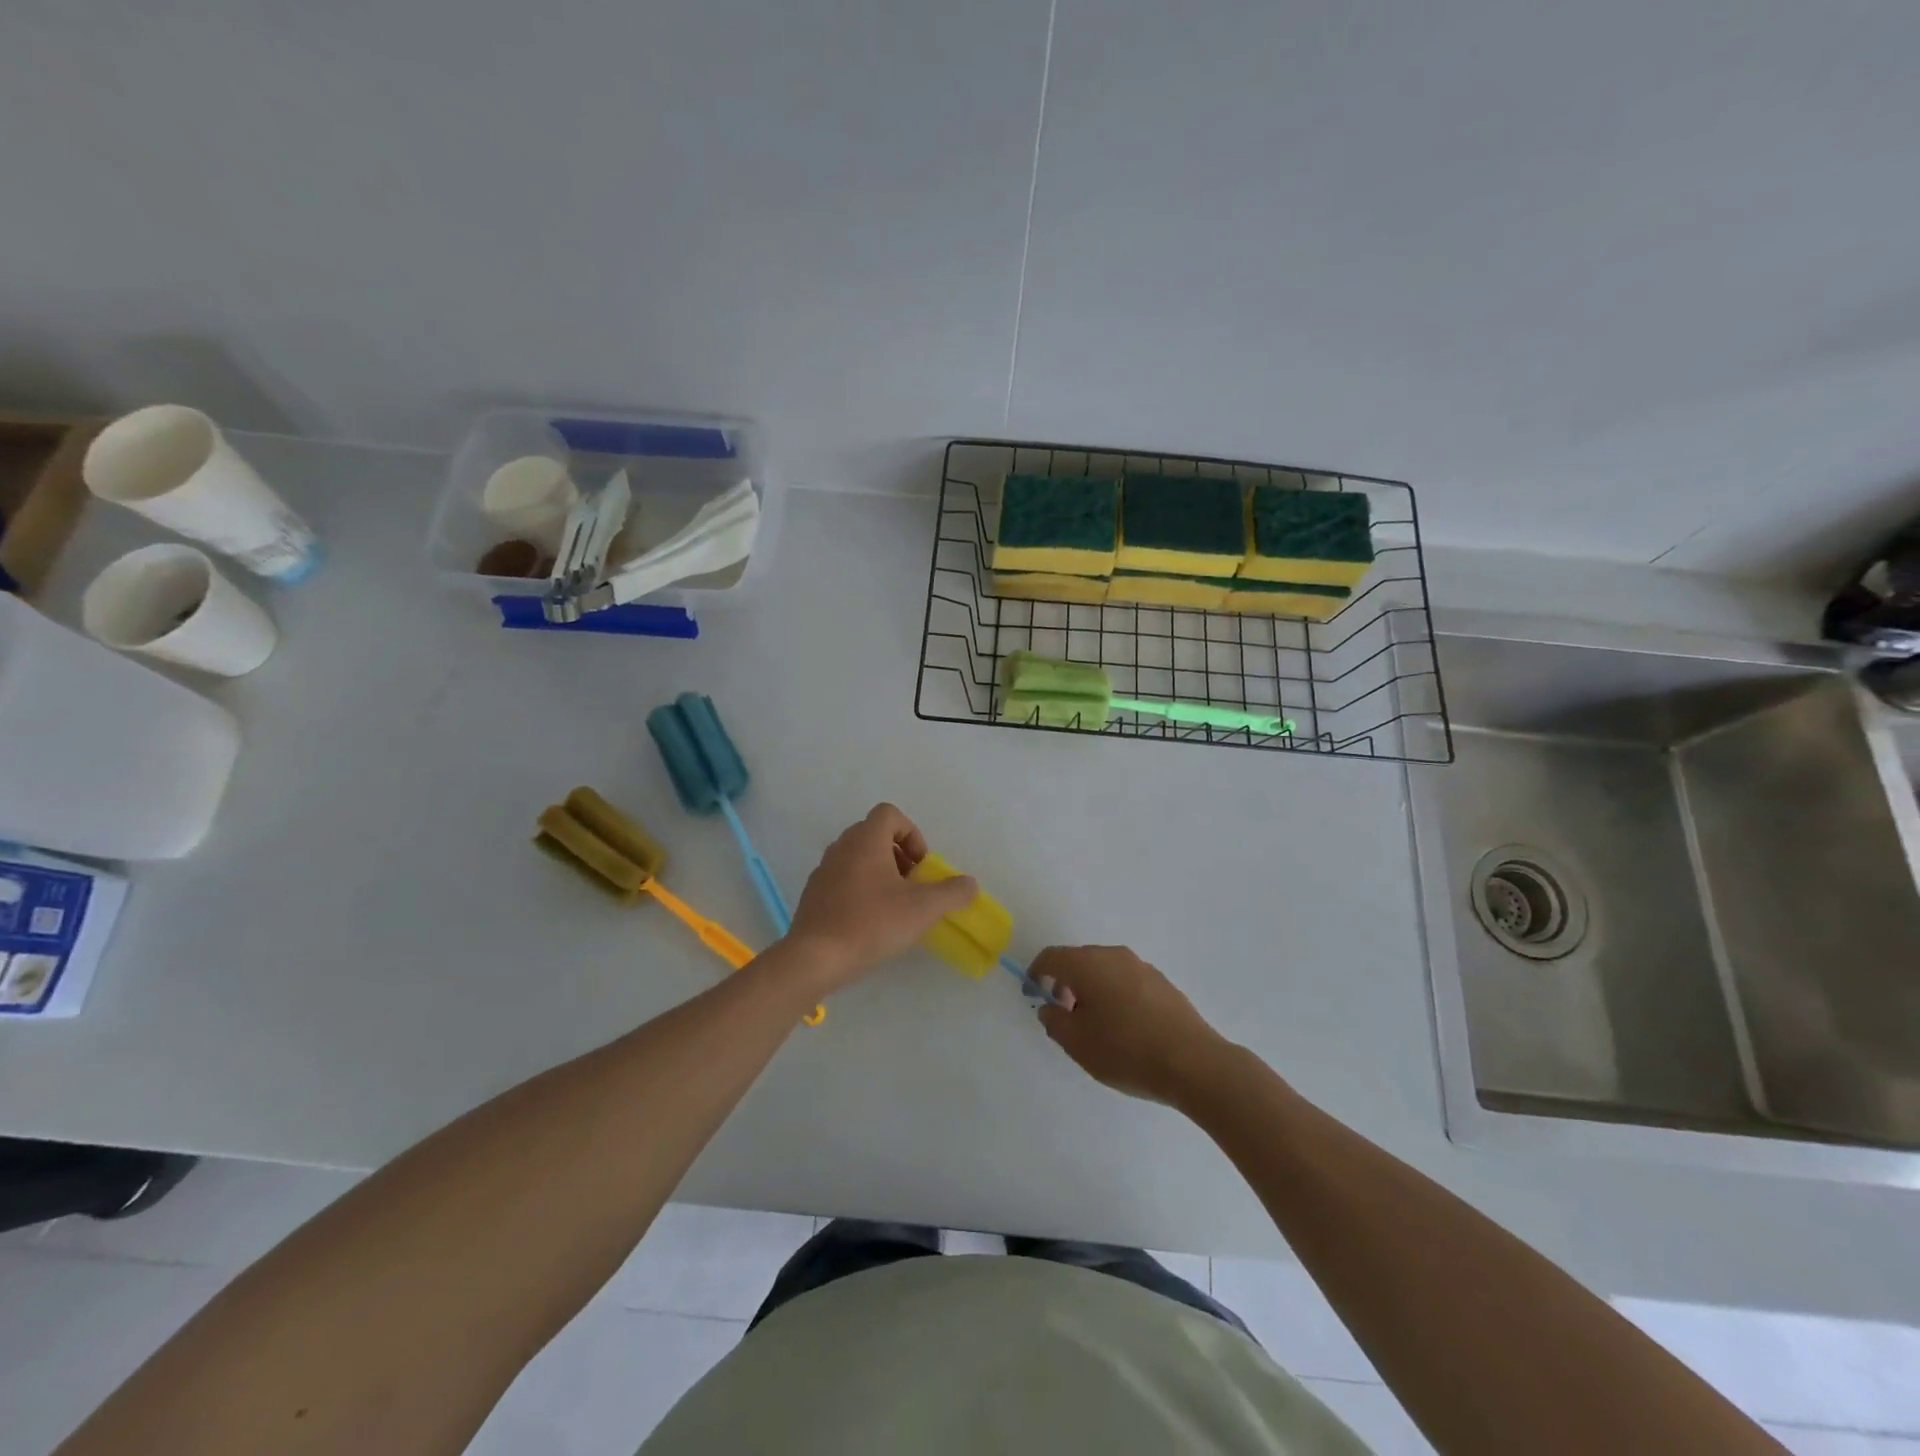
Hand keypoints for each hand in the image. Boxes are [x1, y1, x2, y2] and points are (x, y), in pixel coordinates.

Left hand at [785, 804, 977, 990]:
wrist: (815, 958)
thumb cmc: (872, 923)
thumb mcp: (923, 909)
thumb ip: (952, 892)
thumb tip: (970, 884)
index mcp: (865, 839)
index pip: (890, 814)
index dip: (912, 834)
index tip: (920, 866)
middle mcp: (841, 847)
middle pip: (874, 835)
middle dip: (899, 856)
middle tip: (912, 886)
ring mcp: (823, 870)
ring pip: (858, 858)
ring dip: (880, 874)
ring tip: (893, 906)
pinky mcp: (813, 895)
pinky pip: (842, 880)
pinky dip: (860, 890)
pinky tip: (869, 922)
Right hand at [1033, 946, 1228, 1104]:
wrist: (1194, 1063)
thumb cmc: (1127, 1051)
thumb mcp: (1078, 1044)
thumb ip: (1055, 1021)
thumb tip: (1050, 1007)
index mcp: (1088, 964)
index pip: (1051, 956)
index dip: (1036, 973)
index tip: (1033, 995)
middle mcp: (1114, 956)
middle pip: (1078, 960)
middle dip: (1064, 982)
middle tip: (1063, 1014)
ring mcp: (1142, 967)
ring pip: (1104, 969)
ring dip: (1091, 988)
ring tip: (1094, 1025)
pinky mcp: (1162, 982)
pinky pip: (1126, 980)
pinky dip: (1114, 993)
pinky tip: (1123, 1026)